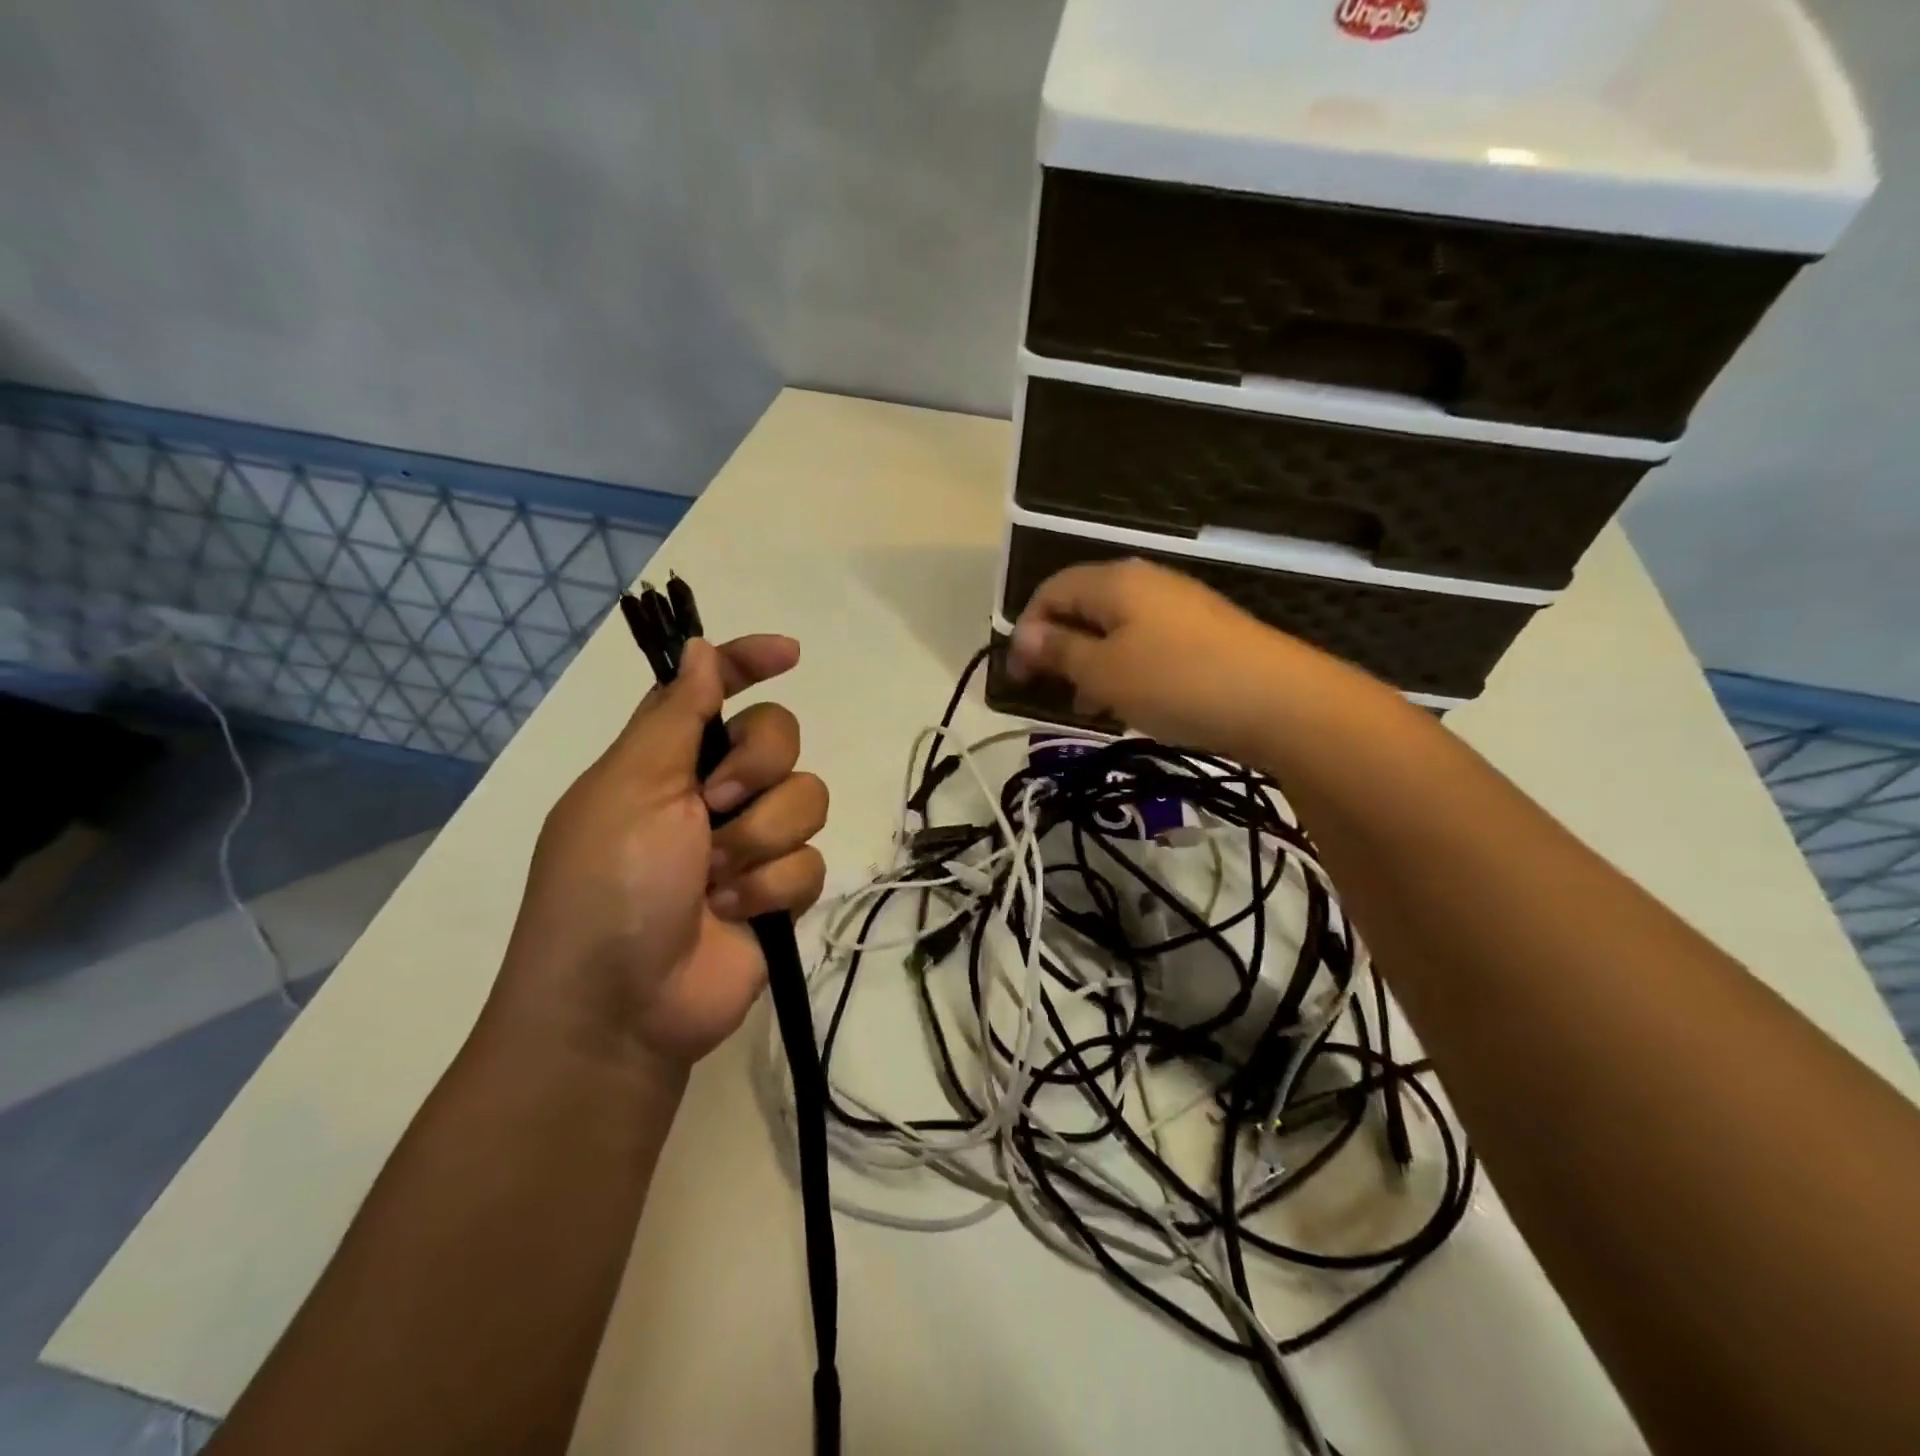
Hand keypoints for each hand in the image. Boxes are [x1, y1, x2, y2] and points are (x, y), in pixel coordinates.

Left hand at [497, 635, 827, 1069]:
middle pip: (779, 738)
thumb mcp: (631, 788)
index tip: (789, 654)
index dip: (749, 662)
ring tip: (714, 882)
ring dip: (759, 841)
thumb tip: (698, 648)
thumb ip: (676, 715)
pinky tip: (735, 915)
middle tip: (712, 808)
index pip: (715, 690)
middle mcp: (712, 793)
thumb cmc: (608, 885)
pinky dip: (771, 888)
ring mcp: (749, 843)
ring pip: (806, 799)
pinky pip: (811, 861)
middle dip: (755, 770)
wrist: (623, 1006)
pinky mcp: (778, 890)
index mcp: (667, 759)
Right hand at [1007, 558, 1303, 760]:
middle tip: (1050, 693)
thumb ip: (1059, 651)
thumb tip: (1024, 636)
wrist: (1281, 702)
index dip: (1025, 630)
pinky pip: (1146, 645)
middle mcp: (1146, 583)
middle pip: (1083, 607)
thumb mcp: (1105, 672)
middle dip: (1059, 649)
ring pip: (1115, 630)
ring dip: (1091, 665)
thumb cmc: (1177, 682)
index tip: (1018, 678)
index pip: (1051, 590)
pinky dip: (1125, 671)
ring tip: (1088, 707)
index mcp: (1115, 581)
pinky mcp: (1203, 635)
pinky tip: (1130, 705)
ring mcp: (1179, 607)